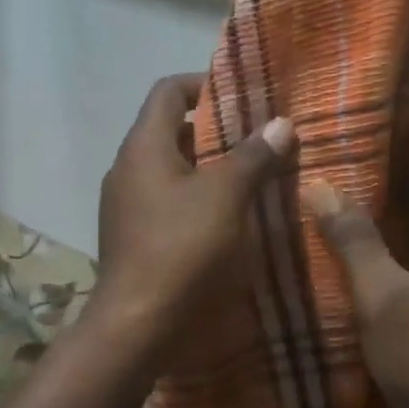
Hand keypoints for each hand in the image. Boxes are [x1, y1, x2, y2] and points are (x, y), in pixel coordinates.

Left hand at [94, 73, 295, 346]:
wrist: (137, 324)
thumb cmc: (181, 249)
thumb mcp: (226, 197)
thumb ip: (253, 156)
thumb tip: (281, 123)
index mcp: (143, 146)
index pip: (169, 91)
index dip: (205, 83)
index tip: (245, 95)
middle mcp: (128, 168)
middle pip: (172, 130)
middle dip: (218, 130)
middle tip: (261, 138)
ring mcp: (127, 205)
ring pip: (173, 170)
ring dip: (211, 168)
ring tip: (255, 175)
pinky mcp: (134, 236)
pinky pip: (169, 201)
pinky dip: (199, 198)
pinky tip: (231, 217)